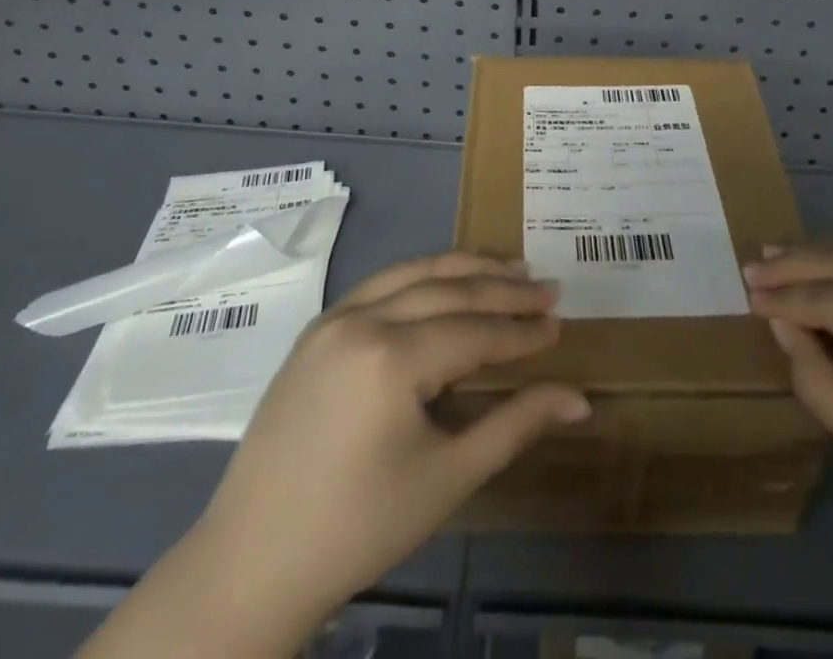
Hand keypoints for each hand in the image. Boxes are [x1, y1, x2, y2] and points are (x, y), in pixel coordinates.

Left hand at [81, 252, 588, 658]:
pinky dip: (421, 277)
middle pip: (449, 290)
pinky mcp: (316, 329)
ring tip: (509, 269)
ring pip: (414, 274)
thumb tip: (580, 400)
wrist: (252, 564)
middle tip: (548, 290)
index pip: (476, 331)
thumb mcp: (448, 478)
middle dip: (503, 290)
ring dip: (465, 270)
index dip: (522, 331)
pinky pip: (380, 285)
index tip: (559, 325)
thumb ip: (516, 425)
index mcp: (392, 357)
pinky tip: (445, 283)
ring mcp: (334, 318)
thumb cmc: (359, 528)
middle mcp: (362, 320)